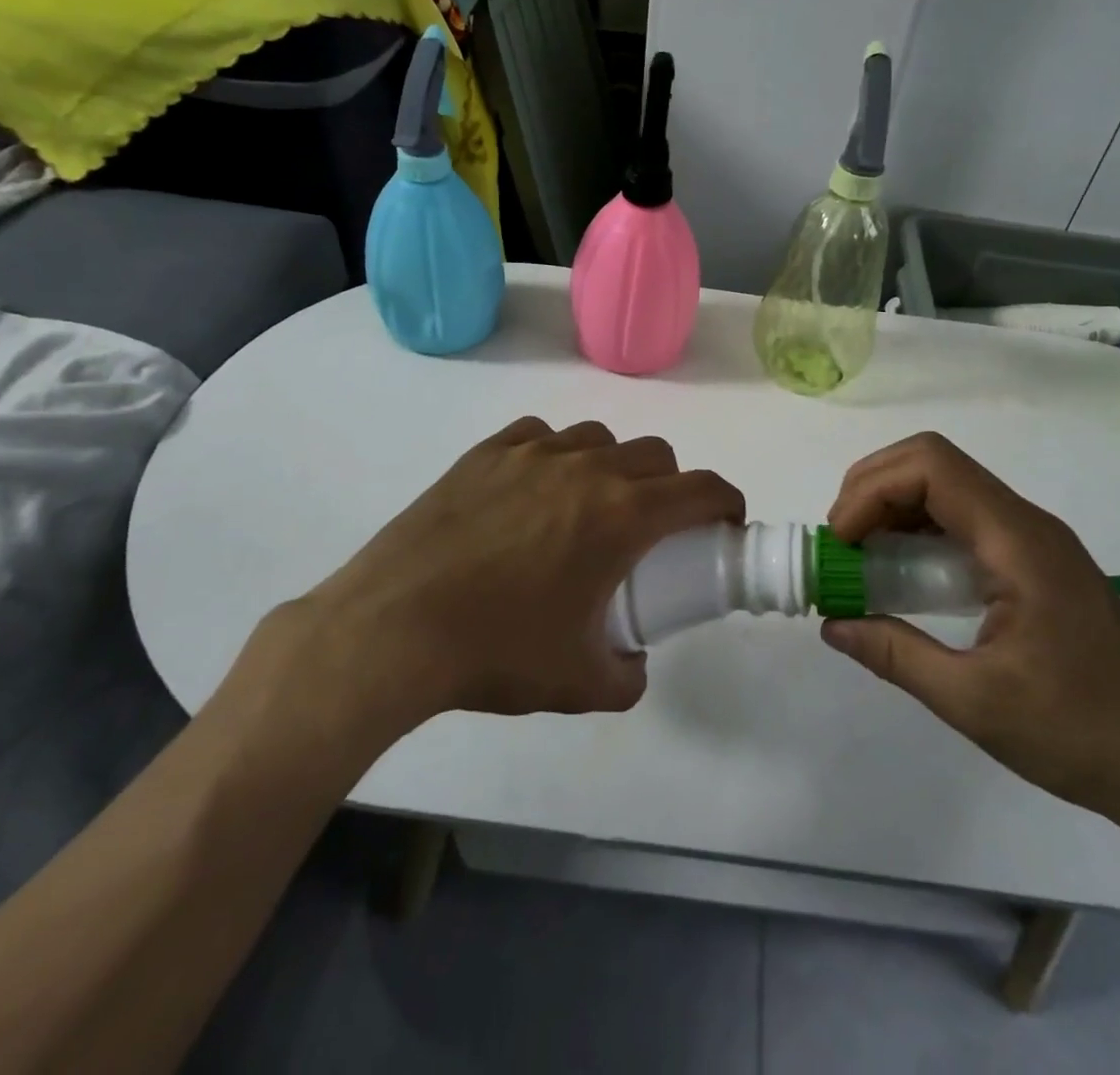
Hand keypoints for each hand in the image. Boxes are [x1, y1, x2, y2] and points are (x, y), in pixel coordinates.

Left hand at [280, 417, 743, 731]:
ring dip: (612, 466)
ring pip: (597, 439)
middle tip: (653, 528)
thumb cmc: (497, 652)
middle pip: (654, 455)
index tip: (725, 522)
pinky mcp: (485, 453)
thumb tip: (633, 664)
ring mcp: (531, 453)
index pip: (700, 489)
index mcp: (621, 516)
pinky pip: (539, 435)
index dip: (726, 501)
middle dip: (671, 486)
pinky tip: (534, 488)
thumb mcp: (578, 684)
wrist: (393, 627)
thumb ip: (626, 677)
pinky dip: (554, 455)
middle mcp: (585, 469)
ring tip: (588, 506)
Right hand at [821, 432, 1119, 835]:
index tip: (841, 542)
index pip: (931, 467)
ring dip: (893, 508)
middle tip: (842, 544)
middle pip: (933, 464)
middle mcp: (1026, 523)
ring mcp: (1033, 541)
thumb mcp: (974, 702)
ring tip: (861, 559)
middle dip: (873, 489)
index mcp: (1018, 541)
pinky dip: (918, 532)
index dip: (872, 489)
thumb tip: (832, 624)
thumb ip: (896, 656)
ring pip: (946, 488)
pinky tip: (902, 577)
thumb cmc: (1081, 733)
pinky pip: (962, 521)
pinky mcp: (1034, 563)